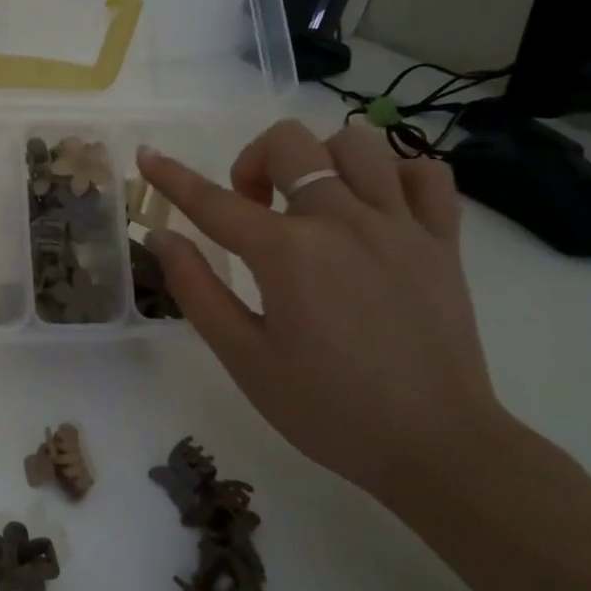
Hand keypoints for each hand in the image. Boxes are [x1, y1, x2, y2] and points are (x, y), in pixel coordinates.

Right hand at [137, 120, 509, 496]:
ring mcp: (400, 226)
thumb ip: (197, 289)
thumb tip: (161, 236)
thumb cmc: (326, 408)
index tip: (147, 155)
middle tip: (252, 211)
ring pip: (357, 143)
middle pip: (290, 144)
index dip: (172, 177)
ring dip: (320, 161)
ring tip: (311, 204)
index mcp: (287, 253)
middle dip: (254, 164)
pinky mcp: (444, 241)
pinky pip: (426, 173)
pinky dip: (394, 175)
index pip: (213, 201)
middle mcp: (342, 222)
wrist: (434, 447)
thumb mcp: (243, 357)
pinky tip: (374, 207)